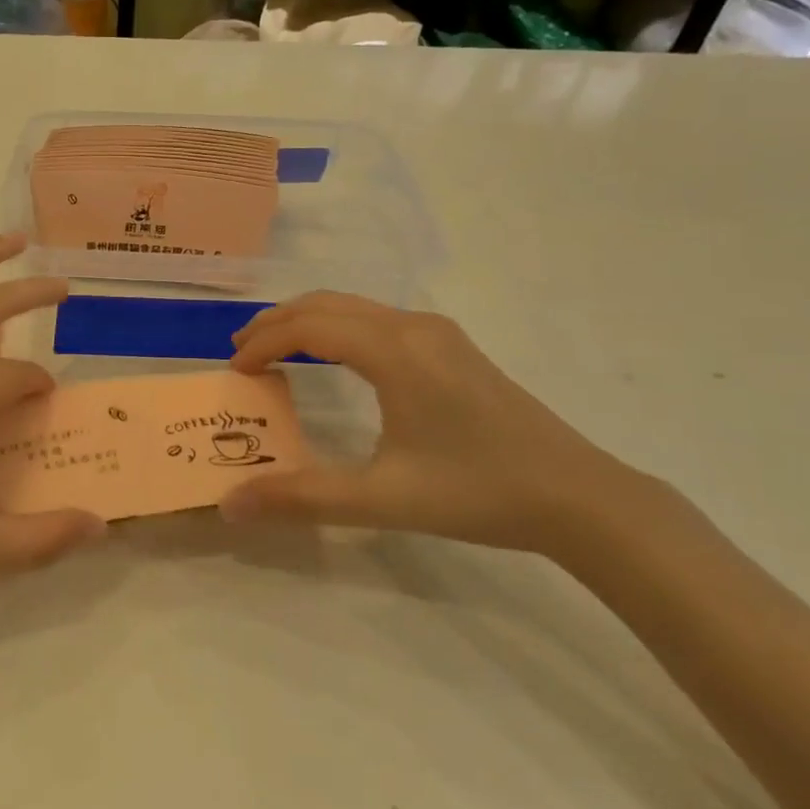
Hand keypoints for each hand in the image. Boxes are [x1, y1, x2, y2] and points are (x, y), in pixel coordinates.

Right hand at [224, 293, 658, 558]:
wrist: (578, 496)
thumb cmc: (478, 492)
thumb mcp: (383, 499)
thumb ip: (302, 497)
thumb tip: (231, 504)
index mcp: (394, 351)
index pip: (308, 327)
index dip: (264, 344)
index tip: (235, 372)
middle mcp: (412, 327)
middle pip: (327, 304)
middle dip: (277, 323)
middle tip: (242, 353)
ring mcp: (437, 333)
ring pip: (354, 307)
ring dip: (308, 323)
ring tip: (276, 352)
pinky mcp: (452, 347)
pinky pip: (377, 320)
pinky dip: (338, 329)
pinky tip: (334, 359)